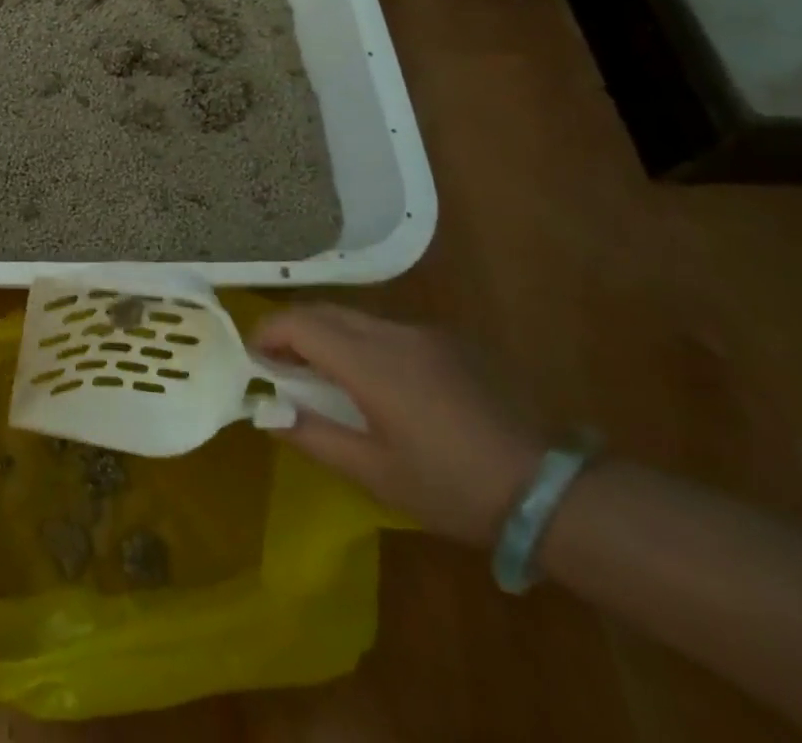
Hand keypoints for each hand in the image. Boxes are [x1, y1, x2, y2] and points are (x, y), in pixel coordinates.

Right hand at [254, 305, 545, 545]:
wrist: (546, 490)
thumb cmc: (450, 486)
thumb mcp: (374, 473)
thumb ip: (313, 437)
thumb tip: (269, 413)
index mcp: (369, 362)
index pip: (299, 323)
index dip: (268, 334)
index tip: (255, 360)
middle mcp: (392, 333)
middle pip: (324, 312)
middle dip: (292, 331)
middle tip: (279, 366)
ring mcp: (424, 333)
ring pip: (356, 318)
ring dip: (327, 335)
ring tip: (322, 375)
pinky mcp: (448, 342)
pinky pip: (387, 330)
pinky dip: (361, 342)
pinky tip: (375, 381)